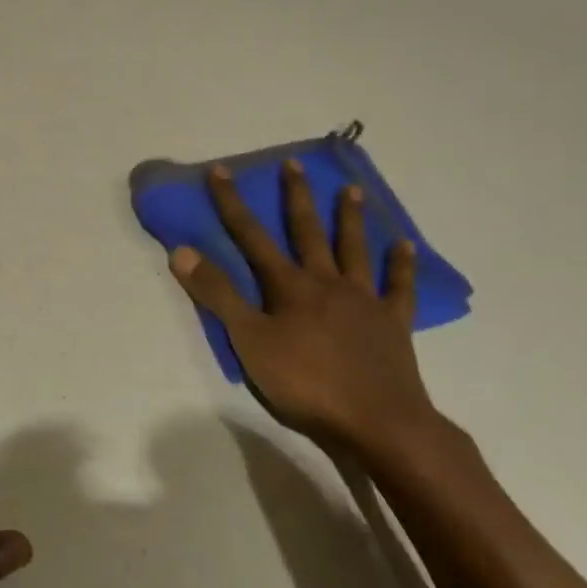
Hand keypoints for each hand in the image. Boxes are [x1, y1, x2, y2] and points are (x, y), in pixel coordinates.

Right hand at [170, 160, 441, 460]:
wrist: (379, 423)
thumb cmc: (306, 383)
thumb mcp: (249, 341)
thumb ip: (218, 295)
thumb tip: (181, 250)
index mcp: (289, 286)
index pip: (251, 236)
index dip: (232, 203)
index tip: (221, 170)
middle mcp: (326, 282)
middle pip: (307, 232)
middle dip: (296, 196)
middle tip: (294, 164)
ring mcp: (364, 301)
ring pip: (354, 250)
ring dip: (350, 218)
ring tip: (350, 189)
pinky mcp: (393, 324)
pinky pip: (399, 288)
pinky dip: (401, 266)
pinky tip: (405, 246)